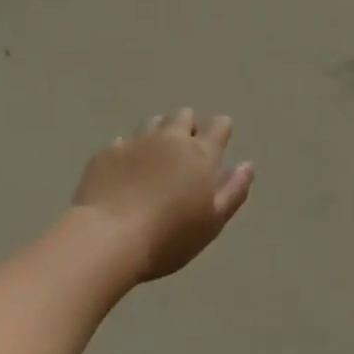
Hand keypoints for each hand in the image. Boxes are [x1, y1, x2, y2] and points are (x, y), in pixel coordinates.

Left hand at [73, 109, 253, 282]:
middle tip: (184, 155)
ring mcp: (136, 142)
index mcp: (200, 153)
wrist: (108, 238)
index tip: (217, 145)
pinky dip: (130, 152)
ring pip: (154, 123)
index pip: (219, 125)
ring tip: (155, 161)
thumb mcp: (212, 223)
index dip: (220, 131)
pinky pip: (124, 142)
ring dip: (159, 134)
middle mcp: (170, 138)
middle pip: (184, 116)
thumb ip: (233, 191)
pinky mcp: (107, 152)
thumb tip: (246, 165)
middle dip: (188, 127)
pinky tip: (125, 174)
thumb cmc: (169, 237)